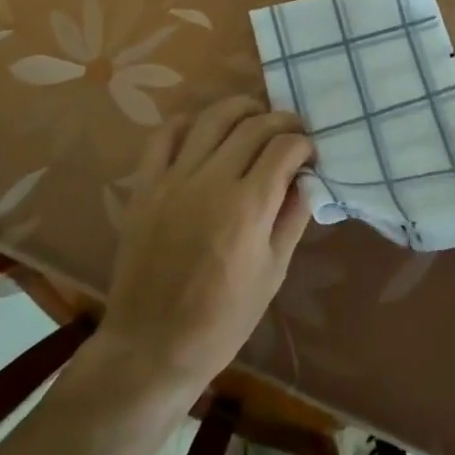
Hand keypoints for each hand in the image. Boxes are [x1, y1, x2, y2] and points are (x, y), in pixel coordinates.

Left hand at [98, 96, 313, 395]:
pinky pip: (165, 136)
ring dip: (240, 108)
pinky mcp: (145, 186)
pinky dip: (188, 122)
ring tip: (255, 115)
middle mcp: (212, 181)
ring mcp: (174, 179)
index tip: (309, 154)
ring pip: (212, 118)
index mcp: (248, 206)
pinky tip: (203, 128)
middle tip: (291, 133)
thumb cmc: (222, 319)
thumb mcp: (273, 273)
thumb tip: (307, 180)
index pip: (284, 148)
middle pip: (254, 126)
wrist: (152, 346)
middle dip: (281, 121)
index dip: (304, 144)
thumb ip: (292, 218)